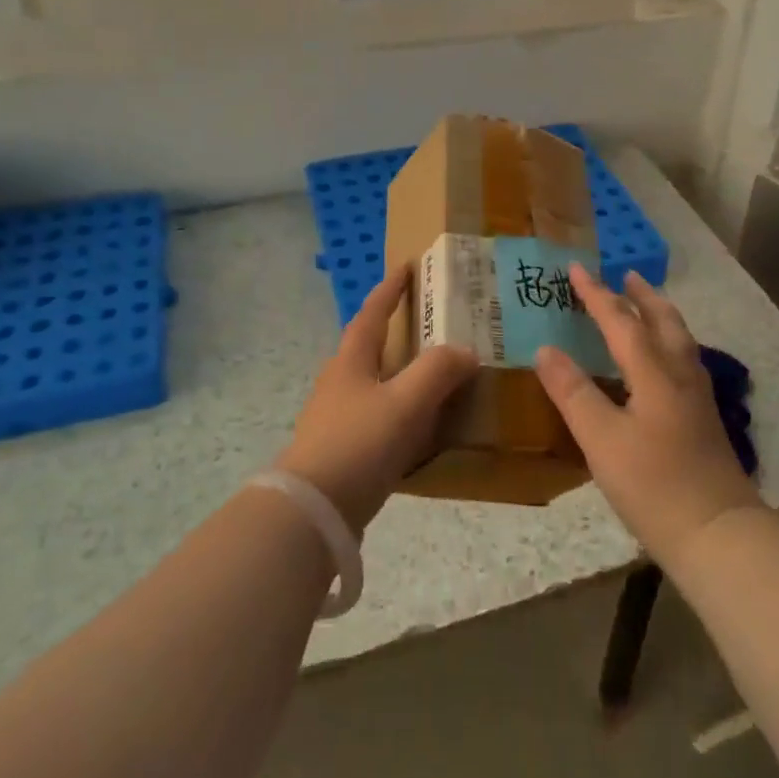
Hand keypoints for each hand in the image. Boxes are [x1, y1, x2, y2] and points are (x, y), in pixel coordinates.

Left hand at [275, 266, 478, 534]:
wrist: (311, 511)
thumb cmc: (358, 443)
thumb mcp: (406, 403)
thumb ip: (438, 372)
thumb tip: (466, 351)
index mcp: (351, 360)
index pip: (373, 312)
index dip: (391, 288)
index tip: (407, 266)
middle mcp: (340, 382)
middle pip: (369, 345)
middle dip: (396, 330)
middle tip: (430, 324)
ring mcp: (336, 417)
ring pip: (374, 382)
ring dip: (400, 372)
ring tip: (433, 375)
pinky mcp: (341, 449)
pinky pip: (377, 416)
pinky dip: (400, 409)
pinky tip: (419, 427)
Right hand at [535, 266, 762, 567]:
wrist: (719, 535)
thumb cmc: (654, 486)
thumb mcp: (601, 441)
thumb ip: (573, 393)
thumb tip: (546, 349)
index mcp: (653, 373)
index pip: (621, 321)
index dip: (596, 294)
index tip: (576, 268)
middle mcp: (679, 375)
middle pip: (664, 321)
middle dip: (642, 295)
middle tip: (625, 275)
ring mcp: (697, 397)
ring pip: (679, 339)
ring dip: (659, 314)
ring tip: (644, 306)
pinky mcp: (704, 419)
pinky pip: (683, 360)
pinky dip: (668, 342)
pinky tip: (661, 361)